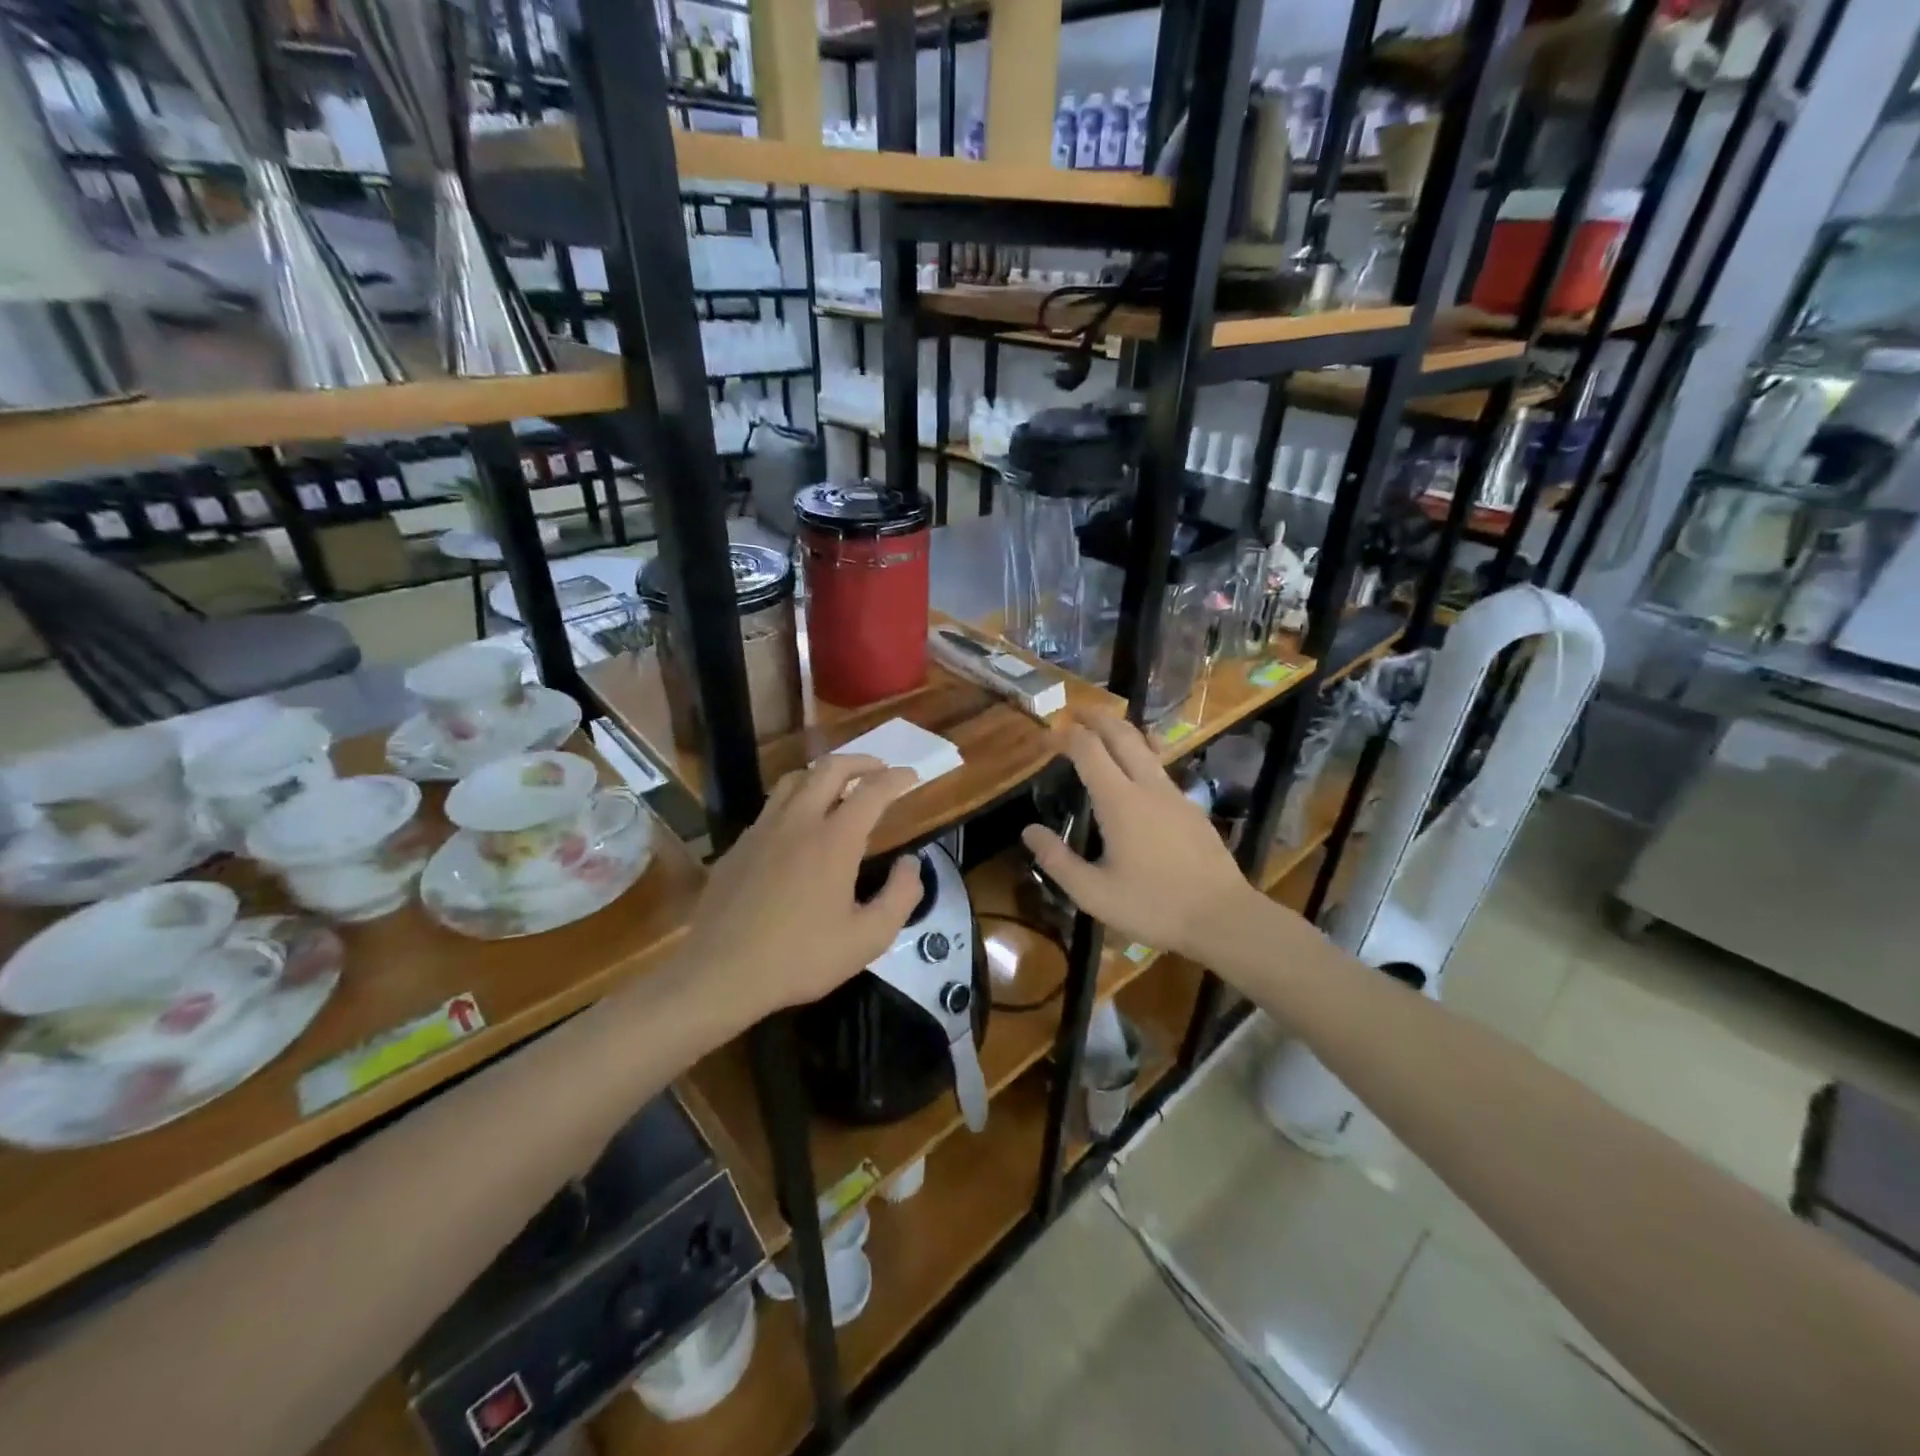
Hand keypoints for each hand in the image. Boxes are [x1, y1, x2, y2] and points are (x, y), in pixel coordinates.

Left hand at [673, 754, 923, 1024]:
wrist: (720, 973)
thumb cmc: (801, 958)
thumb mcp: (867, 939)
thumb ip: (900, 896)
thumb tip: (910, 863)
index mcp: (834, 840)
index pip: (872, 791)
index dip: (896, 778)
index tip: (912, 776)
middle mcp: (798, 822)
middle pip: (830, 768)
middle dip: (861, 761)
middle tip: (880, 770)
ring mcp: (762, 830)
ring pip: (795, 779)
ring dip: (824, 774)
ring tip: (840, 786)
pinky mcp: (738, 846)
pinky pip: (772, 807)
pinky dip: (796, 800)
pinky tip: (799, 826)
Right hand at [1022, 713, 1255, 960]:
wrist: (1222, 917)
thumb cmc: (1152, 906)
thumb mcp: (1093, 893)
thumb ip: (1057, 860)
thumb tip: (1028, 831)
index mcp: (1120, 801)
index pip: (1088, 750)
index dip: (1064, 736)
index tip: (1046, 736)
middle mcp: (1147, 786)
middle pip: (1121, 734)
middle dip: (1096, 716)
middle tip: (1074, 710)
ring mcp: (1174, 794)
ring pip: (1145, 746)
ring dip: (1120, 730)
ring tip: (1103, 729)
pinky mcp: (1191, 807)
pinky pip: (1160, 767)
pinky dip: (1140, 754)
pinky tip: (1137, 770)